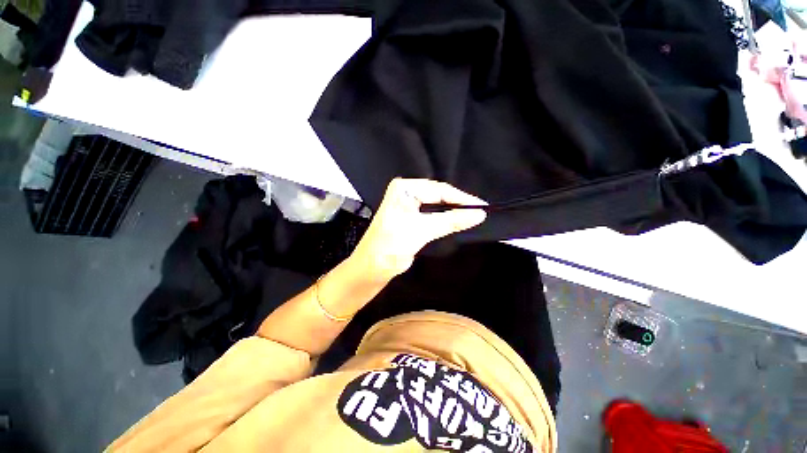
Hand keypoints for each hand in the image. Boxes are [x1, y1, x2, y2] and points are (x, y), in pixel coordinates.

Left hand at [350, 178, 486, 280]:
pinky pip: (433, 214)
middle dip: (458, 203)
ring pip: (437, 205)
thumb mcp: (423, 229)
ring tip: (473, 214)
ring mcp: (409, 204)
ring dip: (453, 211)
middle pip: (438, 195)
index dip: (461, 198)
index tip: (482, 206)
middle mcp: (406, 192)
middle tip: (479, 210)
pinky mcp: (411, 217)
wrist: (373, 266)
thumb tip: (479, 213)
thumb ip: (451, 220)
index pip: (438, 189)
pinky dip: (445, 218)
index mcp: (404, 188)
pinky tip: (458, 219)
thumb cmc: (392, 244)